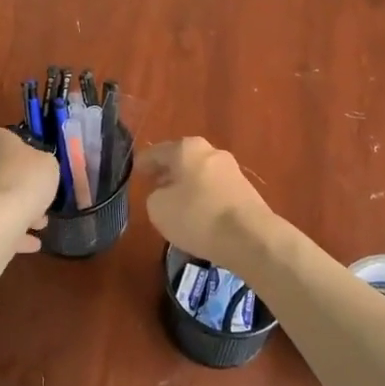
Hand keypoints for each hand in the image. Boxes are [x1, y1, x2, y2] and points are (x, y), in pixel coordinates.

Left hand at [0, 124, 56, 254]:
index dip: (16, 145)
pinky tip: (31, 244)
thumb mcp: (48, 164)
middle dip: (18, 183)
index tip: (32, 159)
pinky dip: (10, 231)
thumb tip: (35, 166)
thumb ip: (42, 162)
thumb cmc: (25, 180)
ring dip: (15, 209)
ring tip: (40, 225)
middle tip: (39, 196)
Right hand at [138, 137, 274, 261]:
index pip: (157, 151)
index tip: (135, 171)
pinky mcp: (245, 191)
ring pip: (200, 175)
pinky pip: (215, 191)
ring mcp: (231, 170)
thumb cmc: (197, 216)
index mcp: (187, 148)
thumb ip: (155, 196)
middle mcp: (211, 152)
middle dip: (168, 172)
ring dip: (187, 186)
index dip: (144, 162)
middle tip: (153, 185)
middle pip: (182, 160)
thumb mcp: (158, 208)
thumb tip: (165, 194)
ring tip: (175, 205)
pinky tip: (198, 216)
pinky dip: (203, 199)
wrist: (250, 236)